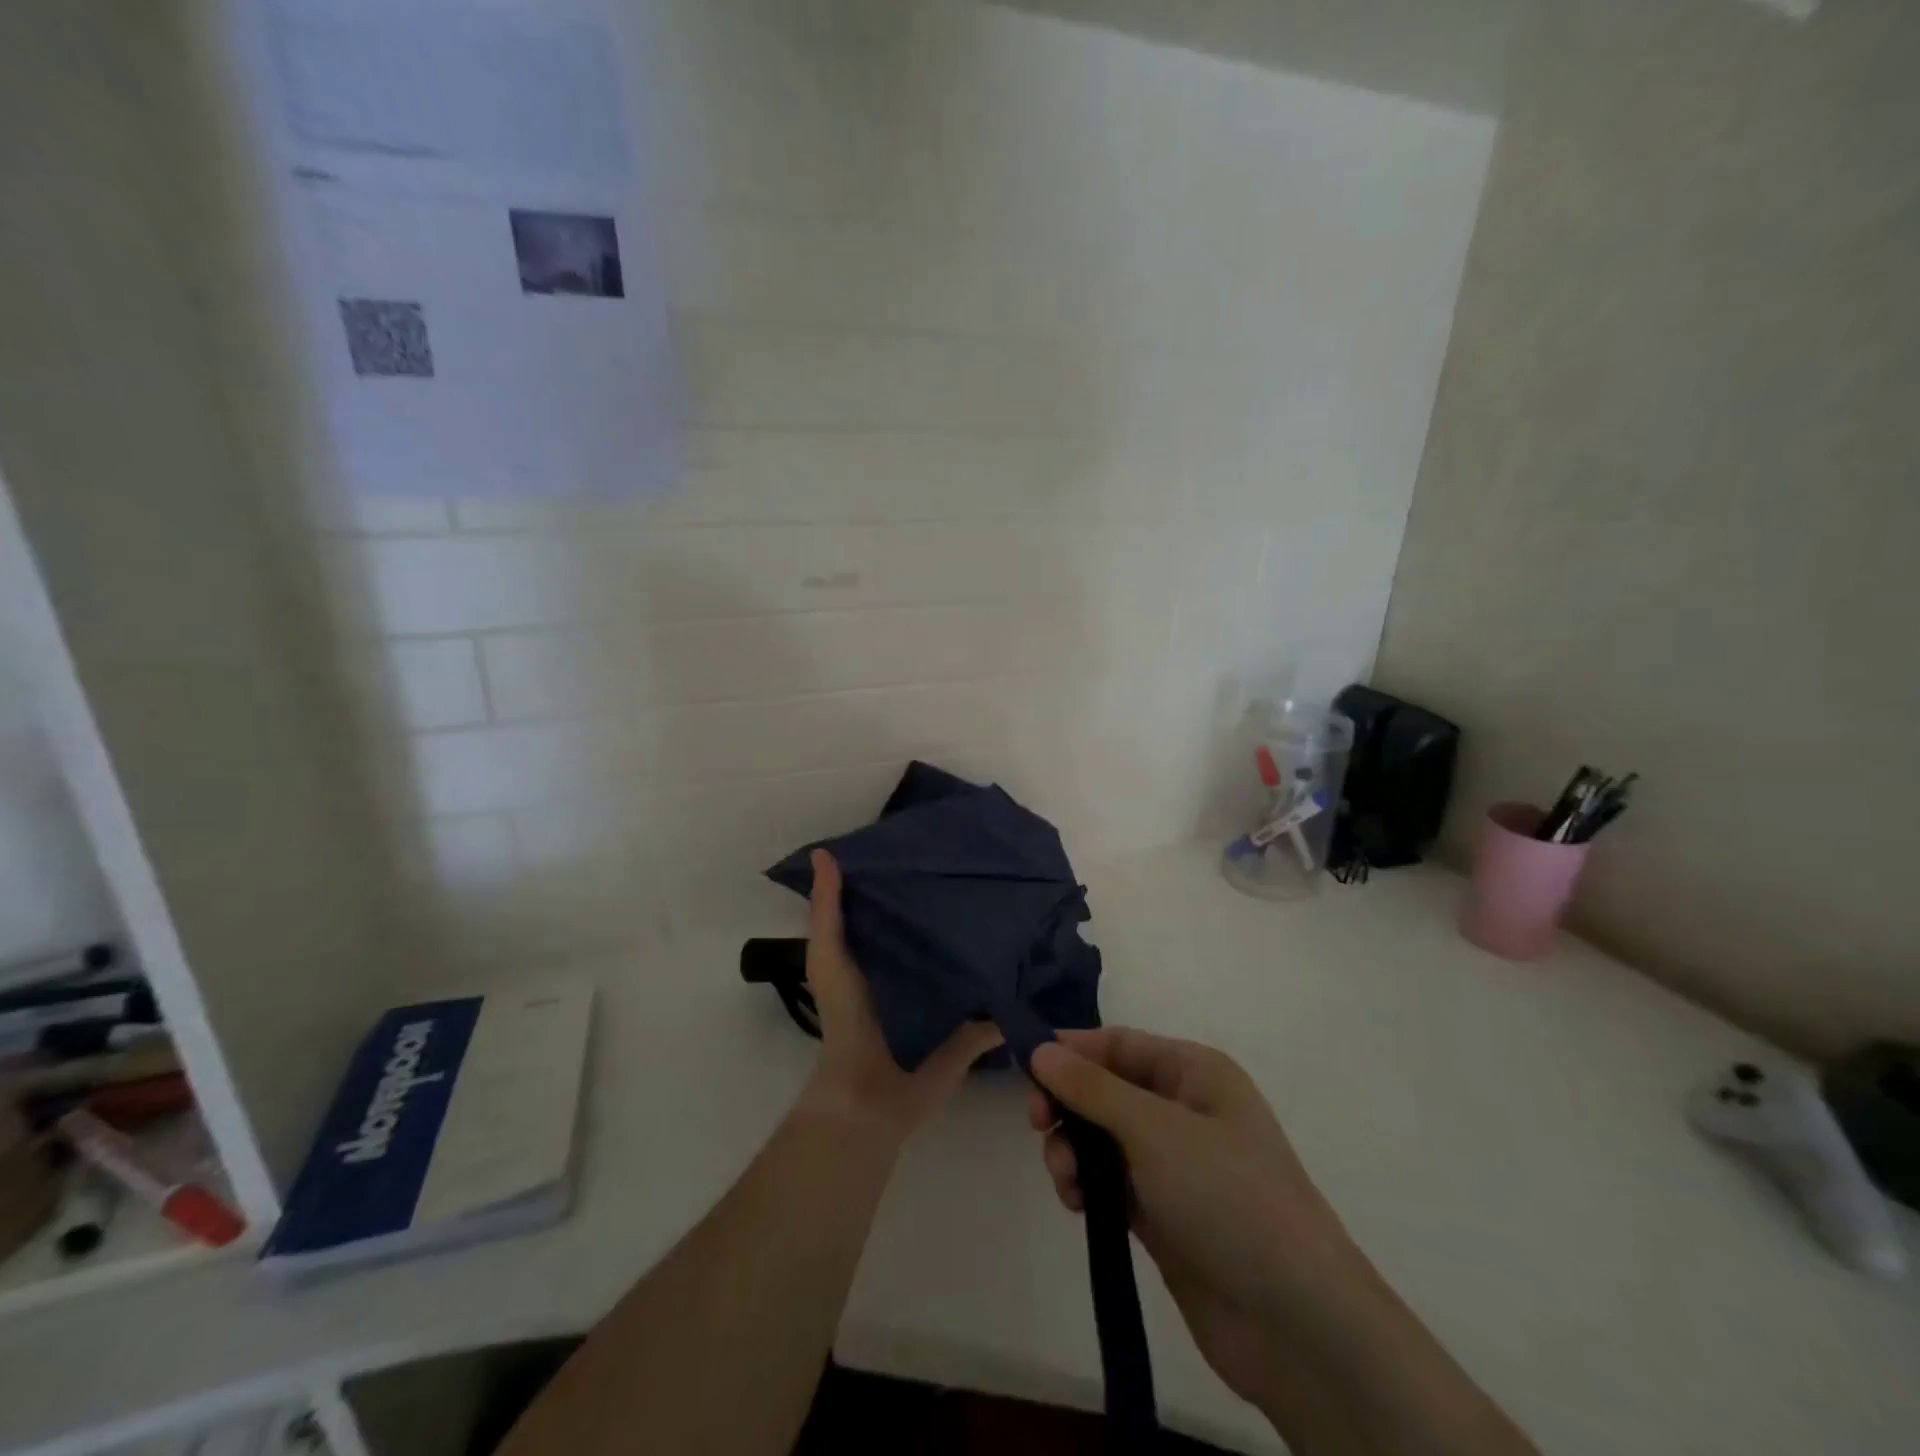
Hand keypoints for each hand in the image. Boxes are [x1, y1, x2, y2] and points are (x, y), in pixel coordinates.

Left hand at [800, 850, 1001, 1140]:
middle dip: (962, 900)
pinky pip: (1000, 999)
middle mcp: (921, 966)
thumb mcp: (828, 956)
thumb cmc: (846, 1018)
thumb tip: (823, 852)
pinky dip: (1016, 983)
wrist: (869, 1094)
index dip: (916, 873)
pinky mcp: (974, 1024)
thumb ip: (827, 910)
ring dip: (993, 938)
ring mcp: (951, 995)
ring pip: (975, 958)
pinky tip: (1040, 953)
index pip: (904, 900)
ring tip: (1023, 897)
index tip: (941, 841)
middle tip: (990, 864)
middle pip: (944, 926)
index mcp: (887, 947)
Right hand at [1027, 1029, 1360, 1410]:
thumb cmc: (1228, 1198)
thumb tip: (1040, 1049)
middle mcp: (1183, 1109)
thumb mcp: (1155, 1130)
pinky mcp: (1163, 1213)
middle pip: (1106, 1088)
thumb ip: (1092, 1088)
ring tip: (1065, 1179)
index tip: (1026, 1069)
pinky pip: (1110, 1181)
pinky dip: (1087, 1185)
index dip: (1072, 1051)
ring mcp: (1174, 1164)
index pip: (1119, 1044)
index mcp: (1194, 1072)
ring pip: (1102, 1137)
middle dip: (1068, 1104)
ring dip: (1073, 1149)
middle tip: (1038, 1127)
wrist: (1296, 1323)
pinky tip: (1077, 1204)